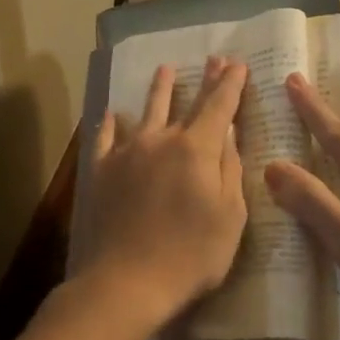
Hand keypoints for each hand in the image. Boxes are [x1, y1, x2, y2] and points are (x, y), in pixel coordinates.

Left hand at [72, 57, 248, 332]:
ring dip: (158, 90)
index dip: (230, 84)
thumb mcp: (229, 216)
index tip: (238, 64)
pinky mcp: (101, 171)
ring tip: (164, 70)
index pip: (219, 106)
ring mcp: (127, 153)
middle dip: (203, 80)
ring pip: (146, 112)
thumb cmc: (191, 254)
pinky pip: (106, 137)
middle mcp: (162, 140)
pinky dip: (111, 123)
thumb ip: (230, 170)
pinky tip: (112, 115)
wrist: (126, 281)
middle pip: (186, 102)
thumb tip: (228, 134)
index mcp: (197, 149)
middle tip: (212, 59)